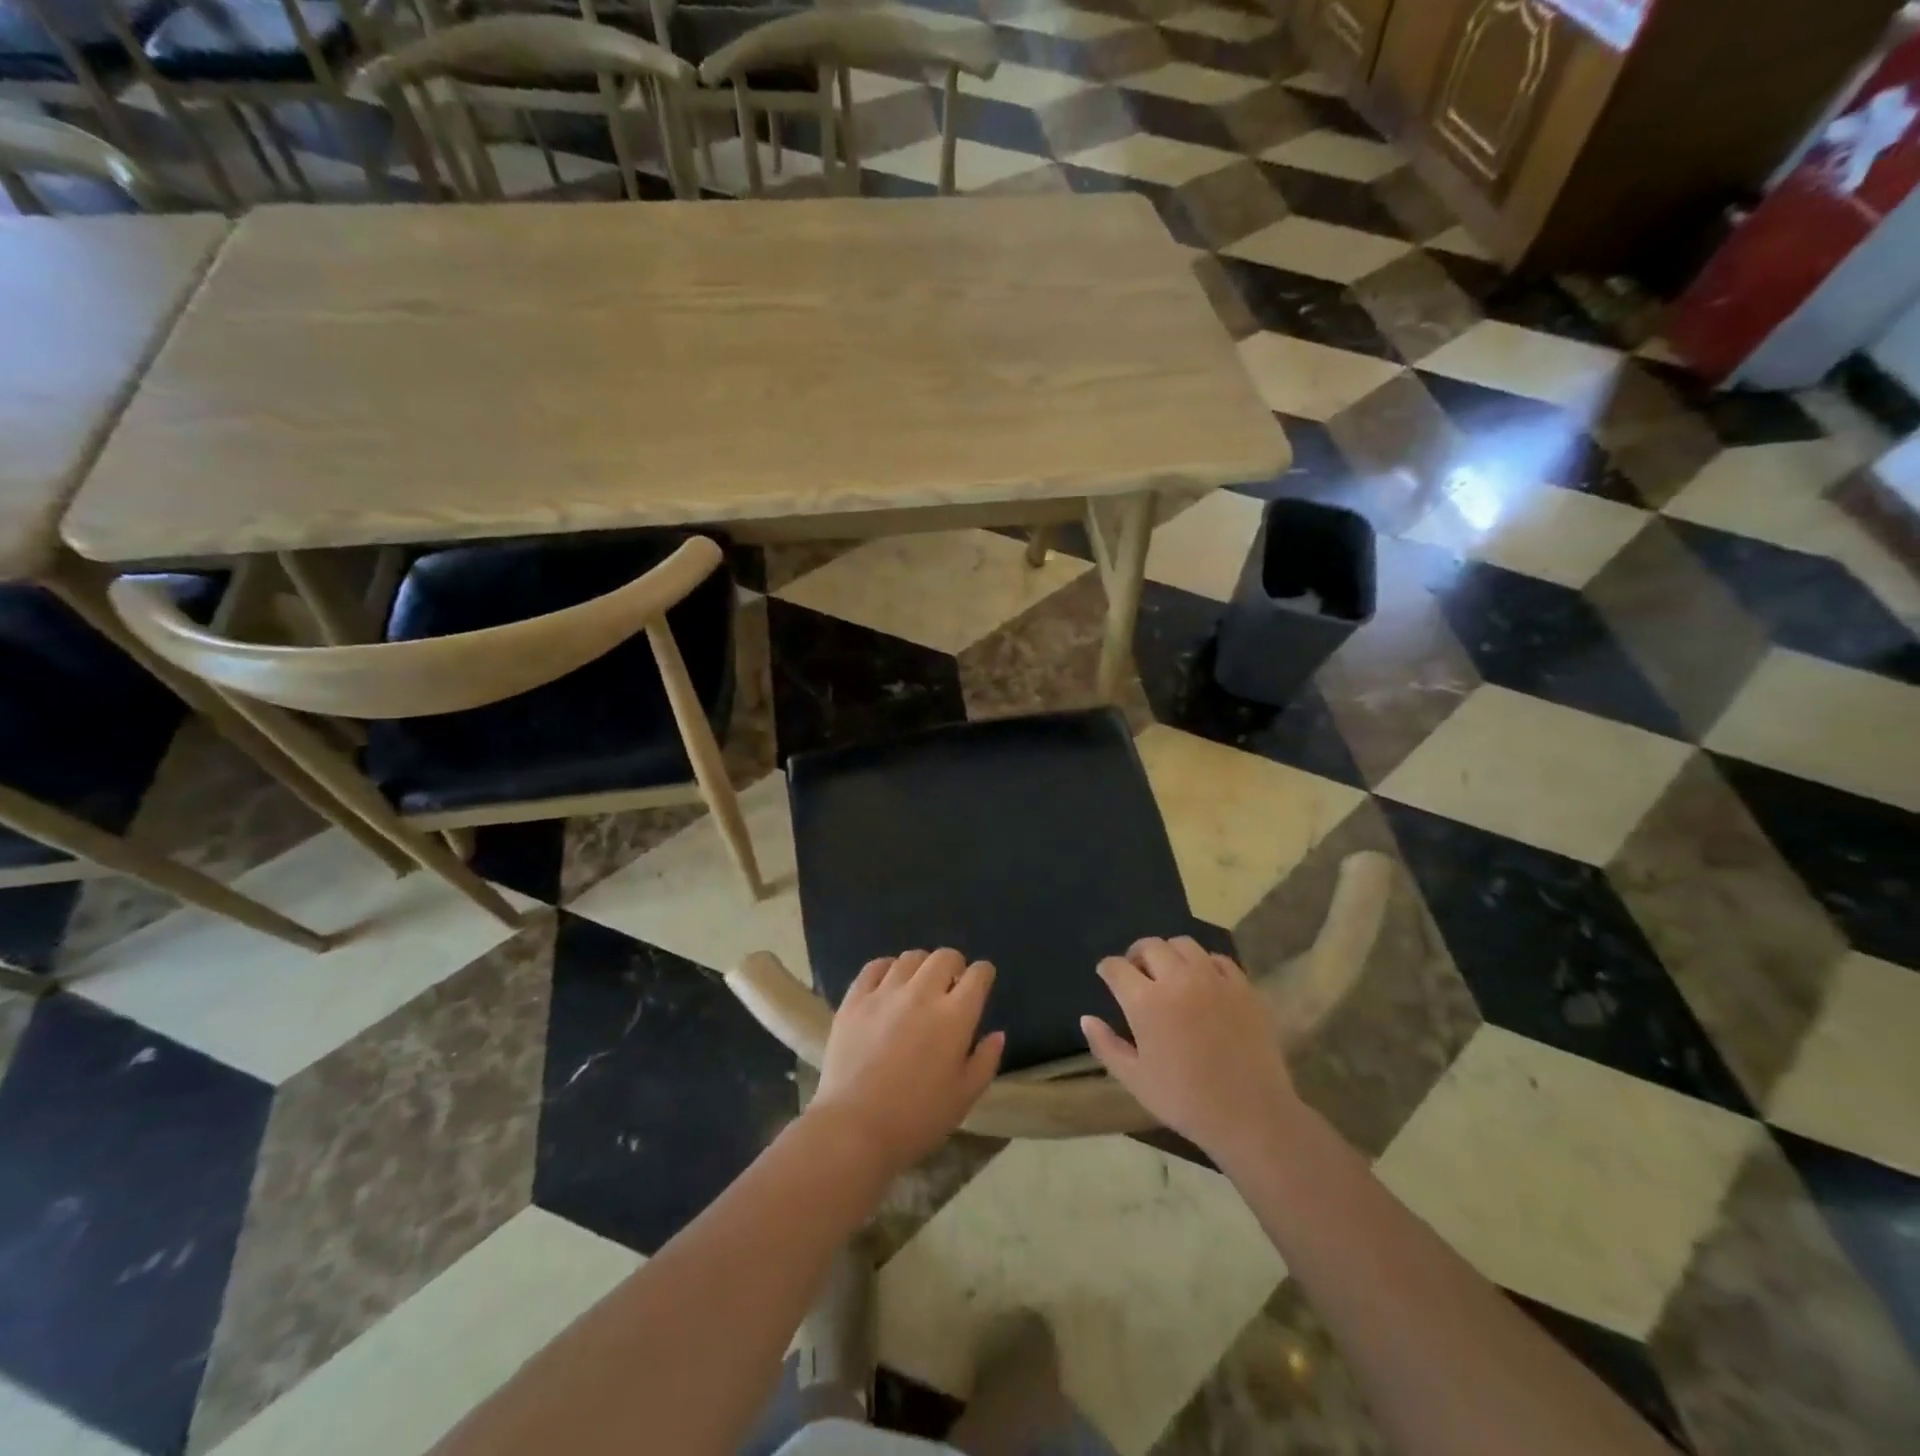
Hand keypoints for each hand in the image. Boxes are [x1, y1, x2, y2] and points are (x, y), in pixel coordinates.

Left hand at [809, 949, 1004, 1175]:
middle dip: (954, 965)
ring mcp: (885, 993)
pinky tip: (888, 984)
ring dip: (922, 966)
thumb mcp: (965, 1097)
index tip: (981, 983)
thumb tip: (997, 1033)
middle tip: (951, 985)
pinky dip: (887, 968)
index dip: (983, 974)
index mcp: (955, 1016)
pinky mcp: (855, 999)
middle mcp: (922, 993)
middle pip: (945, 956)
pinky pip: (874, 966)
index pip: (978, 975)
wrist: (855, 1129)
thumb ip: (986, 1061)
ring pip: (910, 957)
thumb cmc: (918, 1119)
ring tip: (919, 985)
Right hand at [1082, 936, 1301, 1166]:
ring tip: (1170, 974)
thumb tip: (1087, 1018)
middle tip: (1137, 974)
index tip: (1108, 977)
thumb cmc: (1185, 1101)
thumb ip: (1105, 1045)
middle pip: (1150, 946)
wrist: (1251, 1116)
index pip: (1116, 967)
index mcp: (1146, 1001)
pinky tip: (1203, 983)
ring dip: (1170, 954)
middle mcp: (1178, 979)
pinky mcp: (1242, 986)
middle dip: (1136, 955)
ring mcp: (1213, 979)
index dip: (1107, 969)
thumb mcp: (1134, 1080)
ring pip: (1184, 945)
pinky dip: (1204, 964)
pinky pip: (1218, 959)